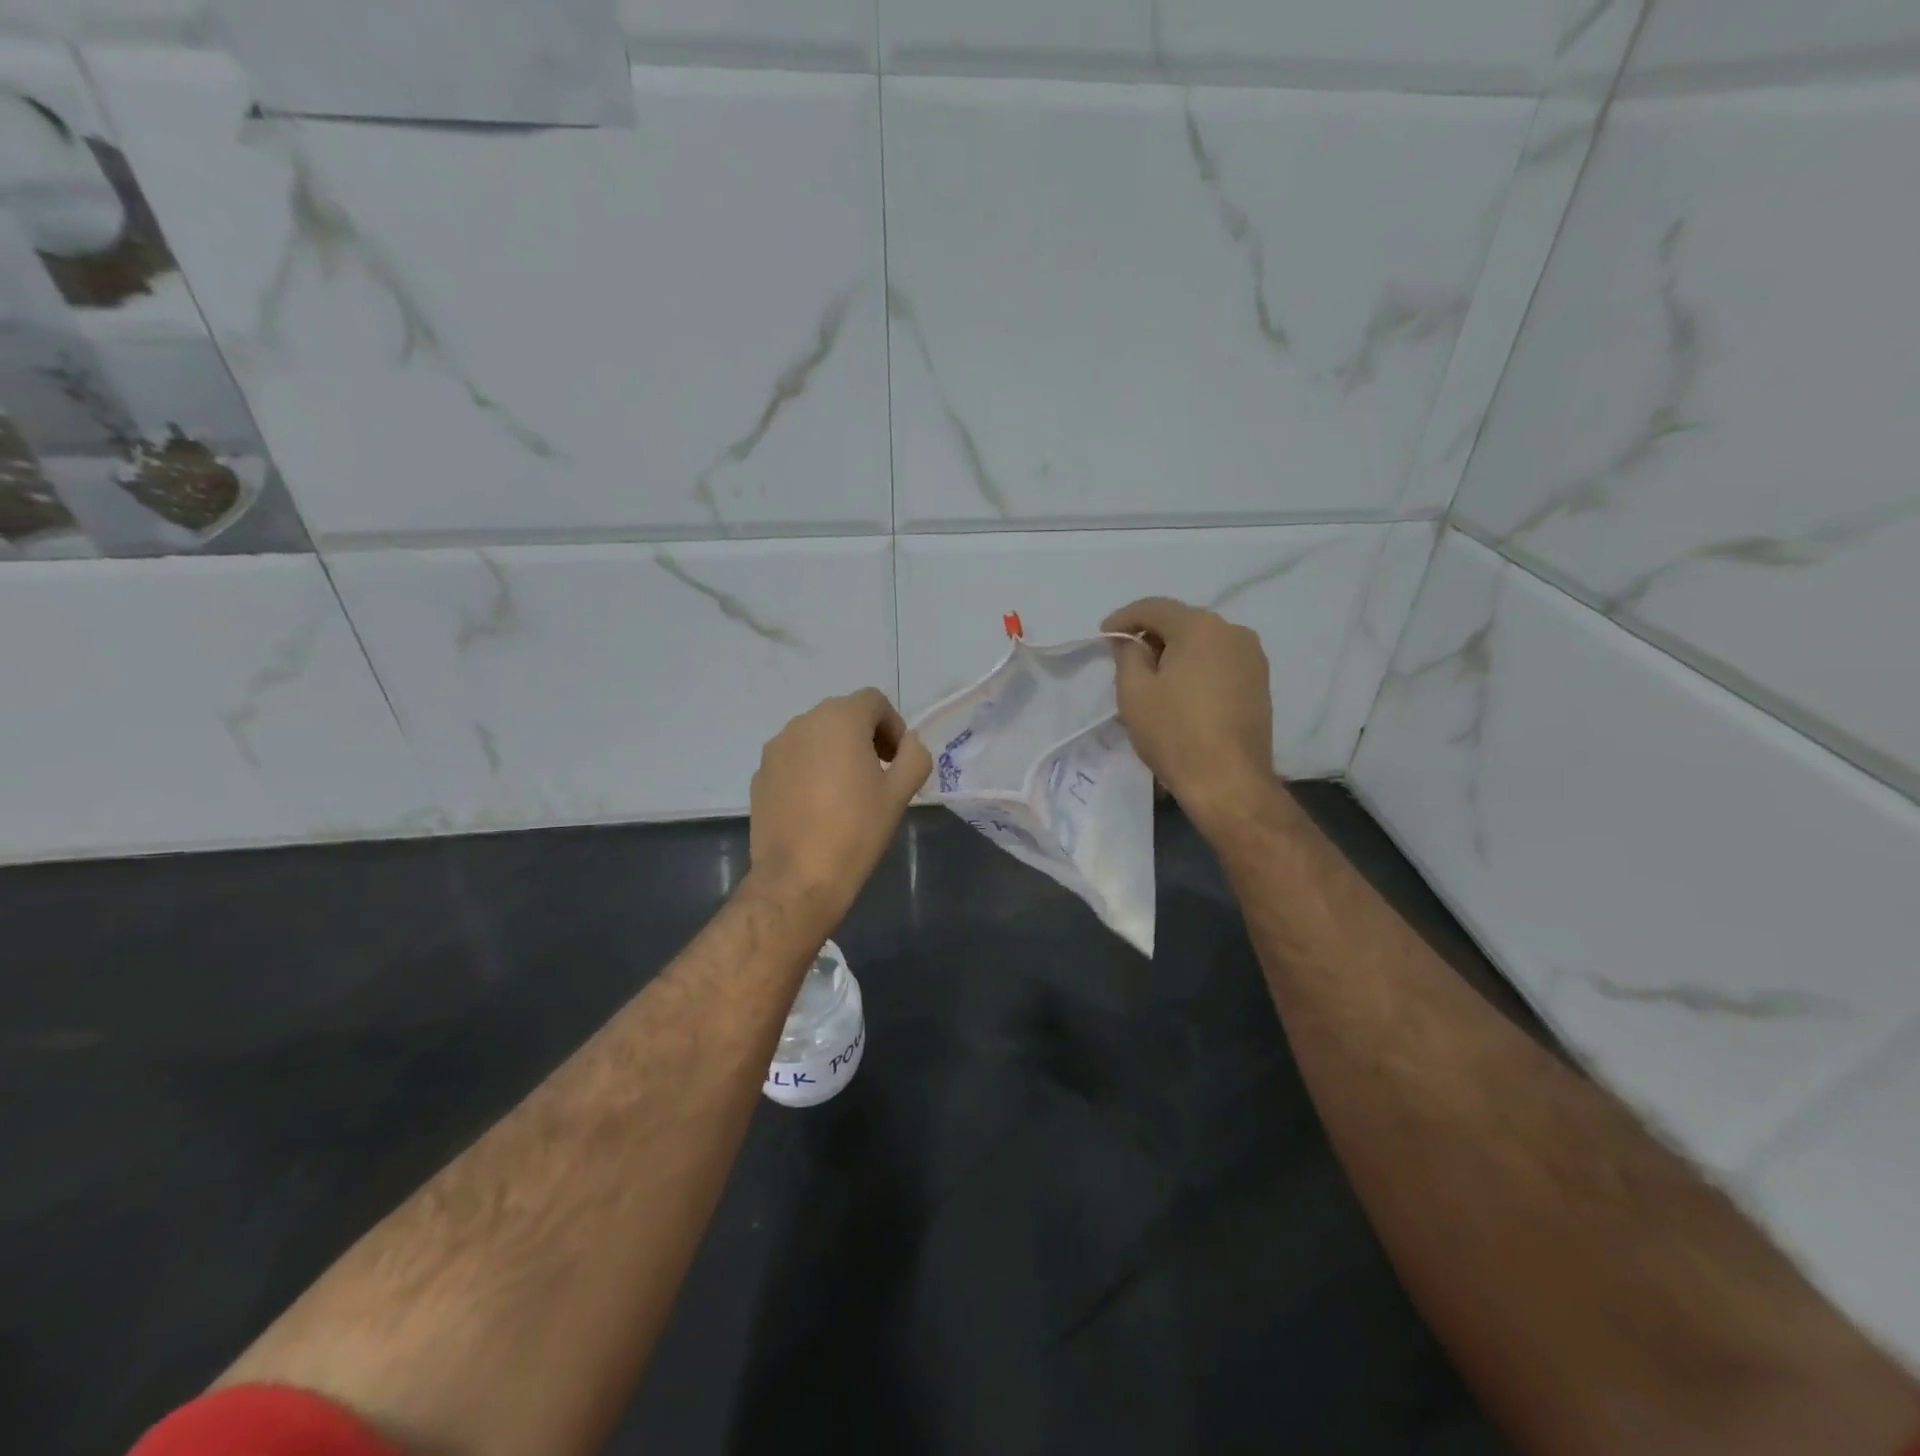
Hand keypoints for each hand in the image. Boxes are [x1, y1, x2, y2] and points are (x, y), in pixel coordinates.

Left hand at [748, 688, 930, 918]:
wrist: (799, 876)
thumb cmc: (856, 830)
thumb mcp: (900, 792)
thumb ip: (914, 756)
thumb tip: (909, 743)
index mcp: (840, 720)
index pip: (873, 700)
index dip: (892, 725)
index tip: (897, 759)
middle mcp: (803, 723)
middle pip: (842, 714)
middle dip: (865, 735)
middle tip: (878, 773)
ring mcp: (776, 748)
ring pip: (815, 736)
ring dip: (835, 751)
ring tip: (846, 791)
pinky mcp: (760, 774)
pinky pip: (793, 758)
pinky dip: (810, 768)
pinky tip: (817, 806)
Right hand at [1102, 597, 1278, 828]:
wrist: (1229, 782)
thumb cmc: (1175, 733)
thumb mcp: (1134, 692)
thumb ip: (1128, 656)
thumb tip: (1131, 642)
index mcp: (1201, 627)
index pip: (1154, 608)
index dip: (1124, 618)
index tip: (1103, 637)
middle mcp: (1233, 632)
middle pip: (1182, 622)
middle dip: (1150, 635)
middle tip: (1124, 657)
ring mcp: (1252, 658)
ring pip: (1203, 642)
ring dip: (1175, 652)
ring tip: (1151, 677)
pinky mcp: (1259, 683)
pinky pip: (1219, 662)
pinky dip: (1196, 667)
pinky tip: (1180, 691)